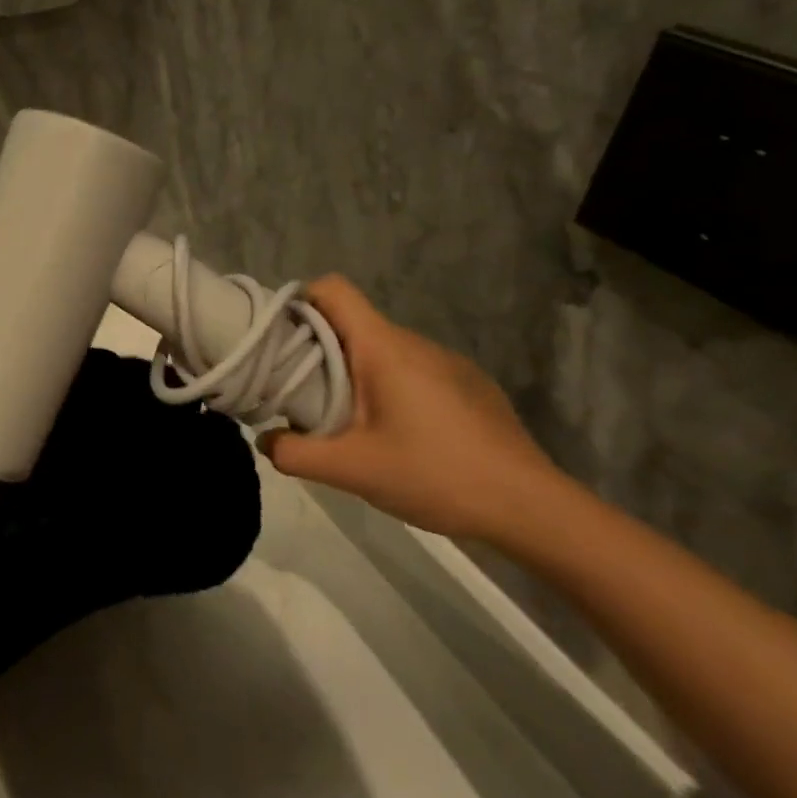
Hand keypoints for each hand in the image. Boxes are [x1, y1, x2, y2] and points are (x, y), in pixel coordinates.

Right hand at [261, 277, 562, 541]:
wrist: (532, 508)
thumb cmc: (436, 475)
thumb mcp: (352, 471)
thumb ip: (295, 453)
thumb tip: (264, 439)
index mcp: (384, 347)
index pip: (332, 289)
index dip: (298, 302)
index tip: (278, 339)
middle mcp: (414, 342)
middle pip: (351, 324)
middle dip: (317, 350)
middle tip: (300, 395)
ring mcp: (447, 362)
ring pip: (381, 351)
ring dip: (353, 374)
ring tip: (347, 423)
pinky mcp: (468, 385)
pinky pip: (412, 371)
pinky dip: (389, 389)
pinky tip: (399, 437)